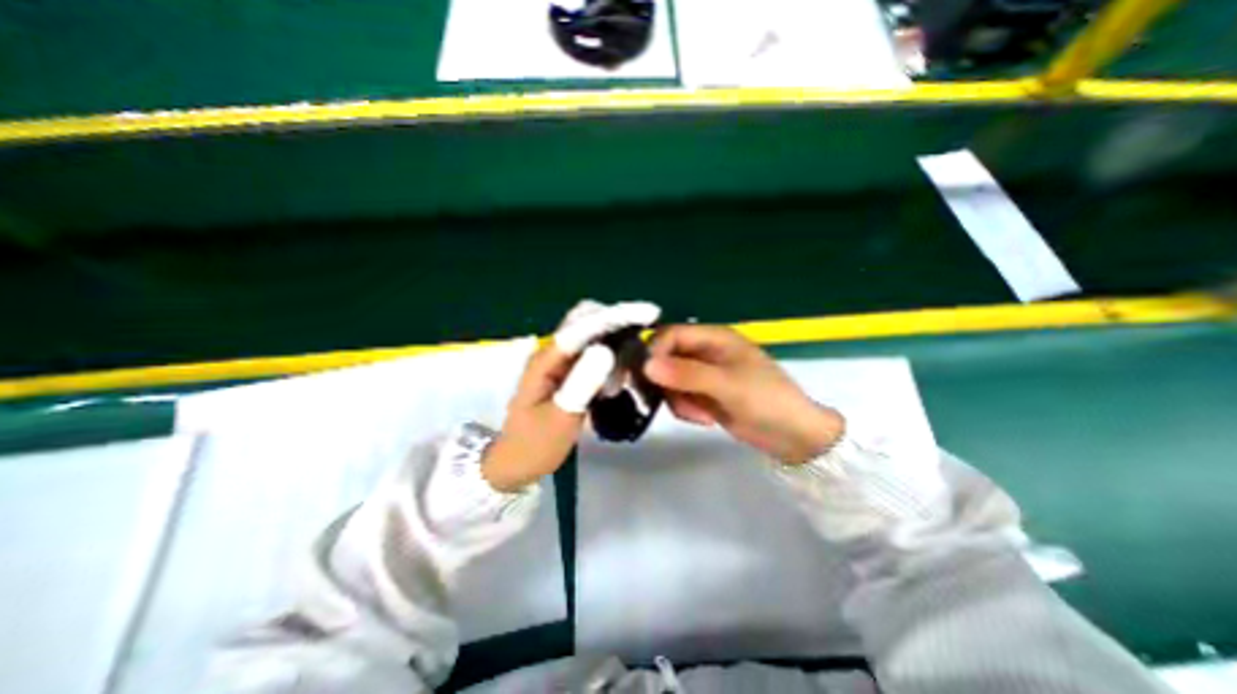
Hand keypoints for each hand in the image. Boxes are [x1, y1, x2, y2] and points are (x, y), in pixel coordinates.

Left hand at [484, 300, 661, 489]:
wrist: (516, 463)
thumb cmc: (535, 445)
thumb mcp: (560, 418)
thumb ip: (582, 384)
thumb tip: (607, 350)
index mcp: (546, 359)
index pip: (582, 327)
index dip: (615, 317)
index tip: (649, 313)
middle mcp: (552, 353)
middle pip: (586, 321)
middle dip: (617, 321)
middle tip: (646, 331)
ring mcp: (559, 362)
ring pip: (591, 336)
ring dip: (615, 340)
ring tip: (631, 365)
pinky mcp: (567, 373)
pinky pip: (592, 355)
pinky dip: (610, 357)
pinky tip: (621, 376)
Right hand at [642, 326, 845, 466]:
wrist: (792, 436)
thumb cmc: (765, 400)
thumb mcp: (726, 385)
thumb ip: (686, 374)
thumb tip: (646, 365)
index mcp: (714, 337)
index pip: (671, 334)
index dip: (655, 351)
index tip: (647, 375)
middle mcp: (705, 351)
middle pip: (666, 357)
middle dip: (666, 380)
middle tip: (670, 399)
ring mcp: (704, 374)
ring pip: (669, 379)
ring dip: (677, 398)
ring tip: (698, 413)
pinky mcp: (703, 394)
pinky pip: (679, 396)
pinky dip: (686, 408)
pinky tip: (704, 418)